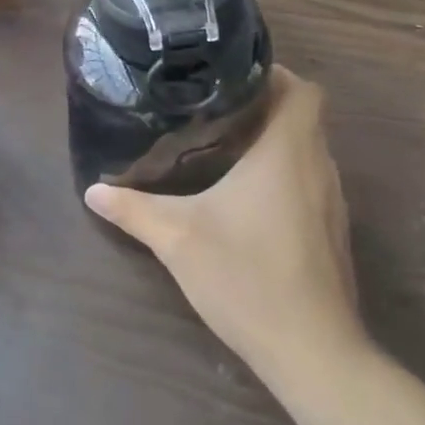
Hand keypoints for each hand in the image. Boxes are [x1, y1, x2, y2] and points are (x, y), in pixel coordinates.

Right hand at [85, 67, 365, 390]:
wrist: (311, 350)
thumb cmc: (246, 276)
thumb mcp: (177, 238)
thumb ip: (134, 209)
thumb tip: (93, 191)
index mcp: (288, 152)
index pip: (302, 89)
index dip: (273, 74)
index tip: (230, 78)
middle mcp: (318, 167)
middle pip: (304, 117)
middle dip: (264, 106)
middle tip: (212, 109)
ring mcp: (332, 202)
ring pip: (307, 152)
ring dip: (274, 143)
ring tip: (223, 147)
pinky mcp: (331, 232)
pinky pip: (309, 183)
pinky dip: (283, 175)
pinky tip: (245, 200)